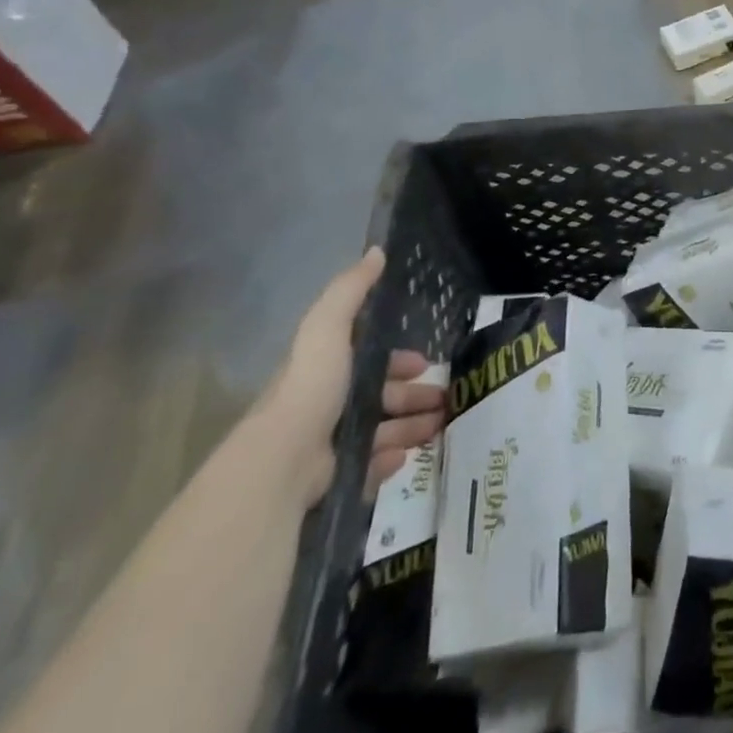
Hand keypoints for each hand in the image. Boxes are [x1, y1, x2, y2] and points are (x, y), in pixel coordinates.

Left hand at [263, 248, 447, 505]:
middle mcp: (328, 407)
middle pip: (382, 397)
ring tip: (443, 425)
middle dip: (416, 395)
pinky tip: (407, 456)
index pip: (370, 361)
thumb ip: (350, 291)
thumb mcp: (328, 328)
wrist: (285, 463)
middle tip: (448, 398)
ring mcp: (330, 446)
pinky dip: (391, 459)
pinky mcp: (335, 481)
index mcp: (328, 372)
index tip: (427, 361)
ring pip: (383, 431)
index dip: (400, 359)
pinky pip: (371, 467)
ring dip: (414, 425)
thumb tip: (377, 251)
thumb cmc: (311, 389)